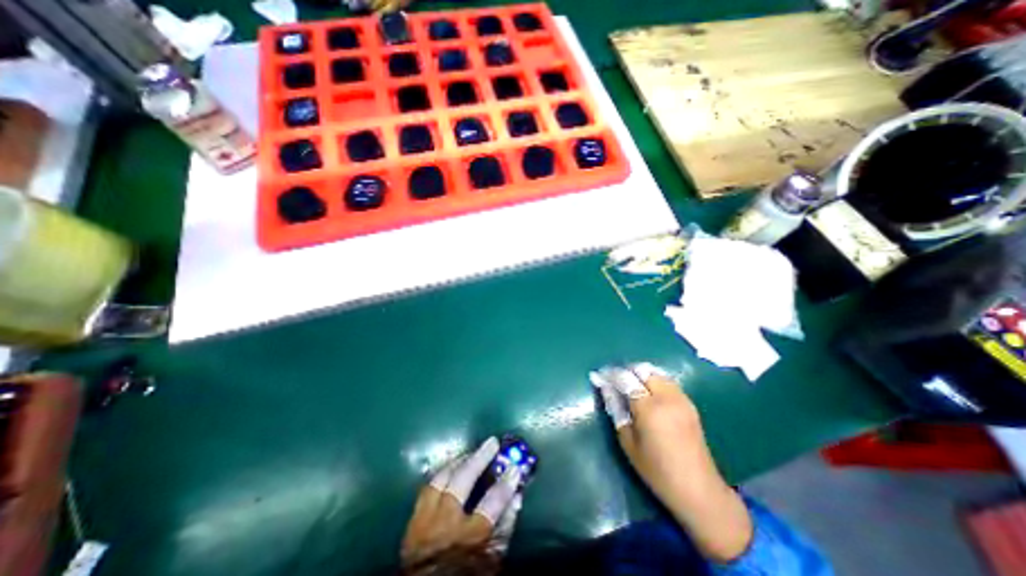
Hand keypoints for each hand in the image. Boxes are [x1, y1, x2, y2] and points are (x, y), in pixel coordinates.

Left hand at [402, 440, 523, 573]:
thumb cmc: (466, 574)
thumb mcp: (492, 559)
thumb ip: (505, 528)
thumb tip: (515, 497)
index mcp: (468, 537)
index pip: (492, 503)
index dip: (506, 483)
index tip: (516, 467)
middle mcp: (445, 523)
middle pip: (462, 480)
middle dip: (479, 458)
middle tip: (492, 442)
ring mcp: (425, 521)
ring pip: (440, 479)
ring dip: (458, 462)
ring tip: (471, 452)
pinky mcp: (413, 522)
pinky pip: (426, 489)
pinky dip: (441, 475)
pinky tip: (451, 468)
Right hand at [590, 365, 750, 561]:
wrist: (699, 490)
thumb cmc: (657, 471)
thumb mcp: (628, 443)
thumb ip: (616, 410)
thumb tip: (605, 388)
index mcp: (649, 409)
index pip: (626, 379)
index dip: (610, 374)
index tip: (598, 375)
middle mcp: (667, 397)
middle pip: (642, 369)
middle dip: (625, 370)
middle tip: (612, 379)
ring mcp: (681, 398)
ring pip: (656, 372)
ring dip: (639, 373)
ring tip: (628, 383)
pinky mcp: (689, 403)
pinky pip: (667, 380)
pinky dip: (653, 378)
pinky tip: (646, 390)